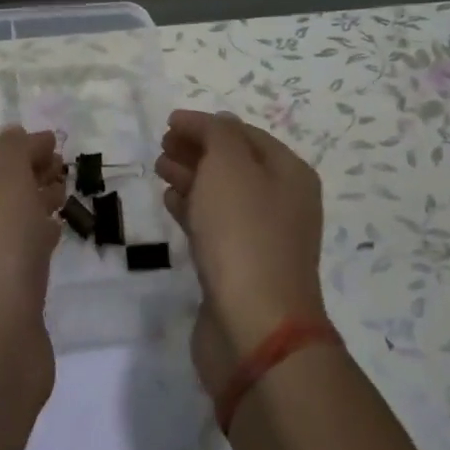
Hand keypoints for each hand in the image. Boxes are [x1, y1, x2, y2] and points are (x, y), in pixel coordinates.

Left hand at [0, 126, 67, 393]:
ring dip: (37, 201)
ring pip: (11, 219)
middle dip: (30, 172)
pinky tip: (59, 232)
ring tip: (67, 193)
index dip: (20, 147)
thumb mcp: (4, 185)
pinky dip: (40, 235)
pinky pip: (22, 251)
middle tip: (65, 167)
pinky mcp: (3, 293)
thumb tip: (16, 133)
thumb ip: (12, 153)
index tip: (57, 143)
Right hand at [154, 110, 326, 395]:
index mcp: (289, 174)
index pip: (244, 134)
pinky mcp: (240, 268)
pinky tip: (171, 201)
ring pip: (222, 195)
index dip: (207, 124)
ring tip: (159, 167)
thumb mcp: (230, 166)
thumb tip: (212, 123)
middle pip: (234, 164)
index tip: (169, 122)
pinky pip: (214, 226)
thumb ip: (217, 135)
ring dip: (192, 177)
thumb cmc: (244, 234)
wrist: (255, 326)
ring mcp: (262, 238)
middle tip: (161, 144)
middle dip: (198, 149)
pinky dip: (192, 209)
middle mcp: (282, 203)